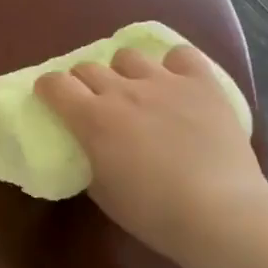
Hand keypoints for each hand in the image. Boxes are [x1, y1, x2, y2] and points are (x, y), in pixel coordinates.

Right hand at [36, 43, 267, 263]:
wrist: (219, 211)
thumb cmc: (154, 212)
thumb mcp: (104, 193)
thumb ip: (91, 160)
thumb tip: (92, 148)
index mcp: (92, 119)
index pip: (54, 84)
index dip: (48, 88)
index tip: (52, 99)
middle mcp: (123, 91)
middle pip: (88, 66)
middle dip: (83, 81)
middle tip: (93, 102)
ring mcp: (164, 82)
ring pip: (128, 55)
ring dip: (123, 71)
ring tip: (136, 90)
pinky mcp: (201, 83)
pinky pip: (180, 55)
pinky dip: (173, 64)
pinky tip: (177, 81)